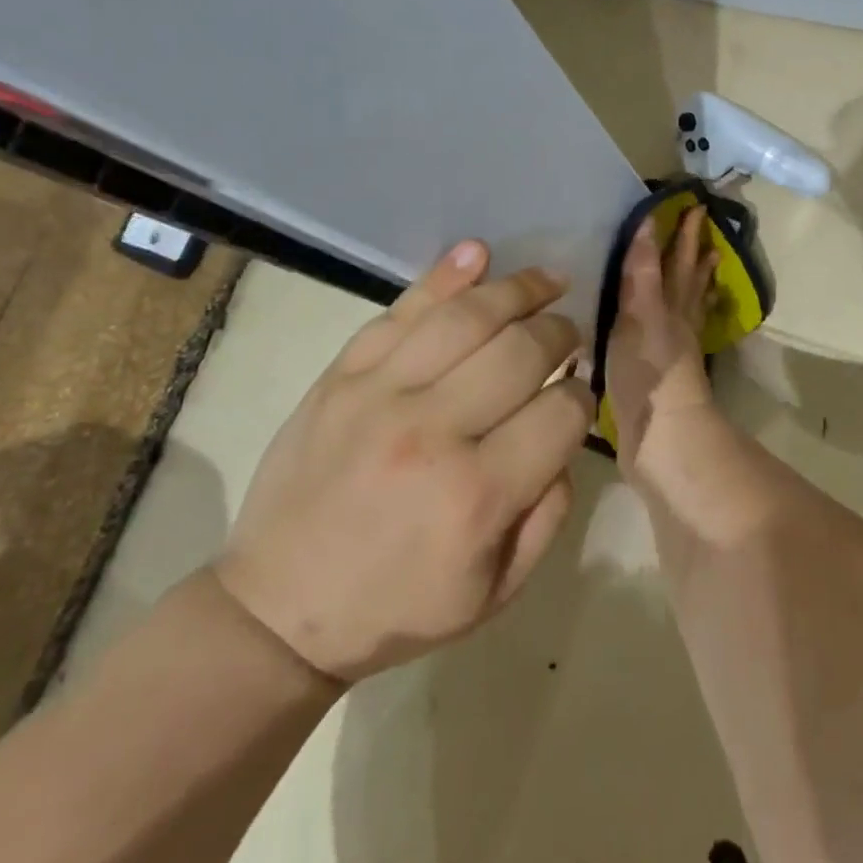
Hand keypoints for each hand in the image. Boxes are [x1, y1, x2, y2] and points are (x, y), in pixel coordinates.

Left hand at [213, 241, 595, 682]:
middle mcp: (435, 430)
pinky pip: (401, 312)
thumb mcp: (494, 591)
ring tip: (547, 281)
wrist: (279, 607)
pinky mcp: (342, 375)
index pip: (561, 412)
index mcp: (479, 494)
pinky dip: (442, 277)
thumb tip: (566, 433)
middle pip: (522, 350)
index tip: (578, 396)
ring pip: (467, 317)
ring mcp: (381, 393)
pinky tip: (477, 254)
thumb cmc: (397, 607)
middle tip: (570, 333)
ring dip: (518, 290)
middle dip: (561, 333)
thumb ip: (548, 513)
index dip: (583, 397)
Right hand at [606, 206, 719, 475]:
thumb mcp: (640, 315)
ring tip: (705, 267)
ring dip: (692, 285)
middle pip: (687, 281)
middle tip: (703, 228)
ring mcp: (671, 352)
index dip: (683, 236)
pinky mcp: (660, 378)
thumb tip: (649, 225)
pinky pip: (672, 337)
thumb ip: (642, 273)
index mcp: (670, 307)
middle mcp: (676, 324)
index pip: (678, 262)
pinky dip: (676, 322)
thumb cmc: (649, 373)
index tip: (694, 208)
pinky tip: (673, 325)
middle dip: (692, 254)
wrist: (662, 437)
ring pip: (685, 307)